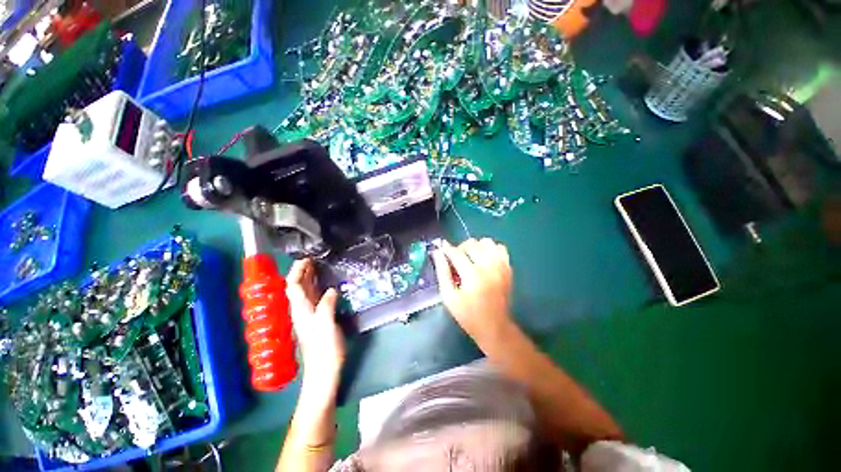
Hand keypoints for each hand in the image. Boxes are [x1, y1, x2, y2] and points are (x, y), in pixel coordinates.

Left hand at [286, 259, 344, 388]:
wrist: (324, 374)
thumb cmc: (324, 351)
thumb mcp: (326, 326)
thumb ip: (327, 306)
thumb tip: (331, 290)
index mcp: (301, 311)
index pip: (293, 286)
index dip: (297, 271)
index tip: (306, 258)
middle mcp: (303, 311)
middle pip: (298, 287)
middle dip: (303, 271)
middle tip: (315, 258)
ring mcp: (310, 316)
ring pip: (307, 292)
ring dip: (310, 278)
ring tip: (320, 266)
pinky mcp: (319, 320)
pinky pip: (316, 298)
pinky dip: (319, 288)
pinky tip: (327, 284)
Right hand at [431, 239, 514, 345]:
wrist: (494, 327)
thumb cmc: (468, 315)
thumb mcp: (449, 296)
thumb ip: (442, 272)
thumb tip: (437, 252)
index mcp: (473, 275)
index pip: (456, 253)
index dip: (446, 249)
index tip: (440, 249)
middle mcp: (489, 267)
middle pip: (472, 244)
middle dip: (460, 248)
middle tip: (455, 260)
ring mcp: (501, 266)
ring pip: (486, 242)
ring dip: (476, 247)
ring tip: (470, 258)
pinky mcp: (508, 268)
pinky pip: (499, 248)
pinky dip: (490, 249)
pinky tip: (484, 259)